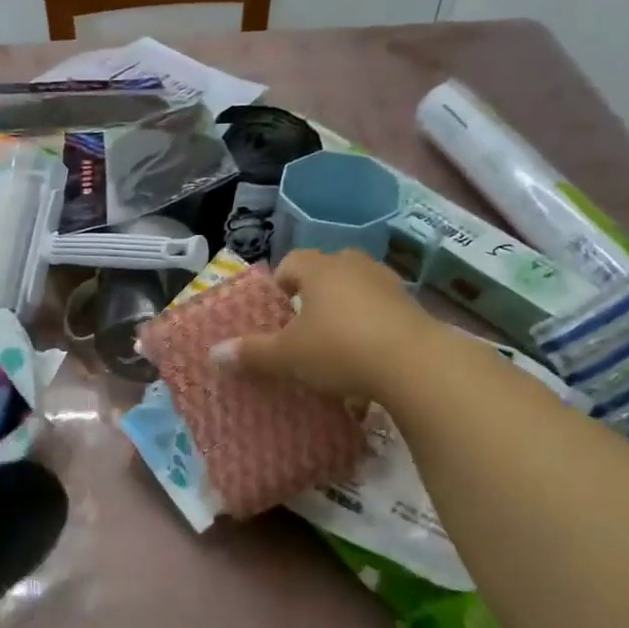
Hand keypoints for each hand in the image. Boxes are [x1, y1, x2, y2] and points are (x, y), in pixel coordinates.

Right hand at [211, 249, 437, 400]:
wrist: (415, 364)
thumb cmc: (339, 348)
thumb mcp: (287, 356)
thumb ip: (252, 353)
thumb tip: (214, 354)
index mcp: (319, 268)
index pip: (290, 263)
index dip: (278, 286)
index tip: (274, 314)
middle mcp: (354, 266)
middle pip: (326, 272)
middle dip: (313, 297)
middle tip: (302, 328)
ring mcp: (388, 284)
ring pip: (357, 291)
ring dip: (344, 312)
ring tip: (335, 346)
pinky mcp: (413, 308)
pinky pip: (382, 313)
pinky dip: (371, 330)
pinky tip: (366, 361)